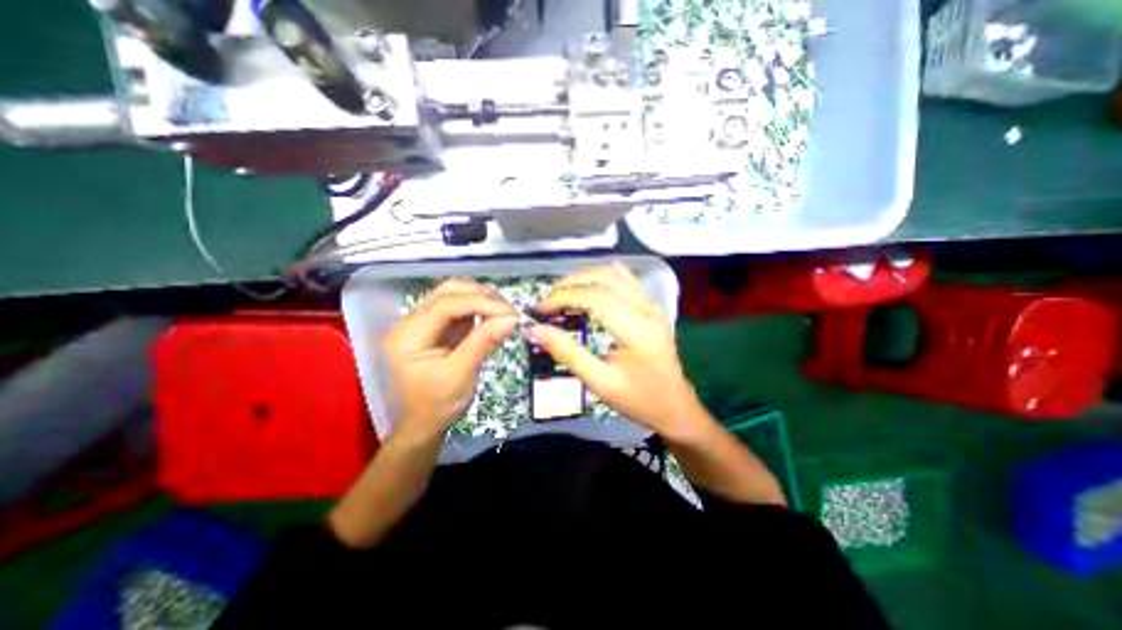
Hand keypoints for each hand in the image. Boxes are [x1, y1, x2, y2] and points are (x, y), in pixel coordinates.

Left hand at [380, 281, 513, 441]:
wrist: (422, 425)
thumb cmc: (436, 406)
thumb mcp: (460, 376)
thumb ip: (484, 343)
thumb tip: (512, 319)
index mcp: (408, 334)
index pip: (446, 304)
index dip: (481, 302)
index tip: (511, 313)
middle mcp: (412, 322)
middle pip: (448, 292)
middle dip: (482, 296)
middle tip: (510, 312)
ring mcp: (425, 323)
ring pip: (455, 295)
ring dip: (482, 300)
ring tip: (505, 313)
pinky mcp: (438, 328)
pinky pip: (461, 309)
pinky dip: (480, 309)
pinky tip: (495, 317)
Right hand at [532, 261, 708, 436]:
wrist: (675, 408)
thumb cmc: (639, 399)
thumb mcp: (600, 382)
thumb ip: (568, 353)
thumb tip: (535, 330)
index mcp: (636, 328)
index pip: (594, 297)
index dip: (563, 297)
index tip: (540, 309)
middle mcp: (647, 309)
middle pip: (605, 279)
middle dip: (571, 283)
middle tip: (548, 299)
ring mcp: (652, 306)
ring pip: (616, 275)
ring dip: (586, 277)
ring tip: (563, 291)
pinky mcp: (652, 309)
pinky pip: (627, 281)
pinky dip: (605, 277)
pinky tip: (592, 283)